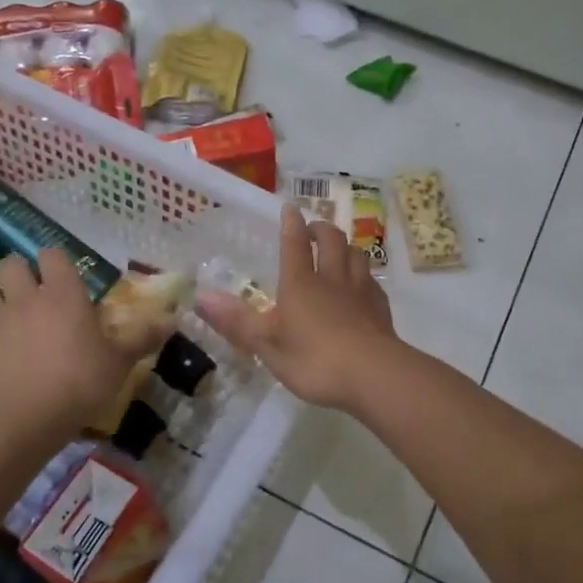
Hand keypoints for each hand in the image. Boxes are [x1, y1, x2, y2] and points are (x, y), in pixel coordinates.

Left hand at [0, 248, 166, 447]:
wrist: (23, 422)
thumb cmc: (79, 384)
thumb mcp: (120, 362)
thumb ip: (142, 338)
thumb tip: (172, 319)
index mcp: (63, 294)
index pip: (53, 255)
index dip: (55, 262)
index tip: (61, 277)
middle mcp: (24, 297)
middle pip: (10, 264)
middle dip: (17, 273)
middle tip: (29, 293)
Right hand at [197, 203, 402, 413]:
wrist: (373, 375)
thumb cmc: (314, 359)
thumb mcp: (267, 345)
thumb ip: (237, 321)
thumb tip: (201, 296)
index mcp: (301, 283)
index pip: (295, 243)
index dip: (291, 224)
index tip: (290, 208)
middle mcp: (332, 278)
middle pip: (332, 240)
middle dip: (321, 229)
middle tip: (314, 230)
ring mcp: (361, 291)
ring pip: (356, 254)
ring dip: (346, 247)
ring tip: (339, 251)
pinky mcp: (381, 308)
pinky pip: (372, 281)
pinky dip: (364, 275)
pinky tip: (362, 286)